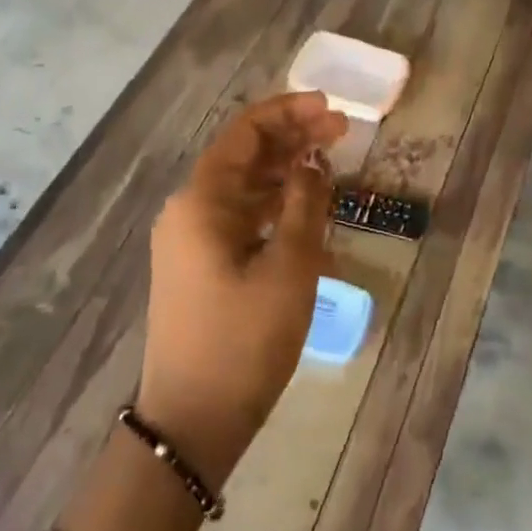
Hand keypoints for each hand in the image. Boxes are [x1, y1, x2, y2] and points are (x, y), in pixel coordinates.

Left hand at [142, 91, 347, 487]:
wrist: (193, 421)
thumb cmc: (244, 339)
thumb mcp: (289, 267)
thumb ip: (304, 205)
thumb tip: (311, 164)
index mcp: (202, 201)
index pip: (246, 133)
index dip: (289, 112)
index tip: (331, 109)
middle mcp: (190, 211)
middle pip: (245, 156)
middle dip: (292, 139)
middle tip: (341, 132)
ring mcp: (193, 240)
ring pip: (245, 188)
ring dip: (286, 172)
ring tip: (330, 164)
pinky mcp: (202, 266)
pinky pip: (241, 219)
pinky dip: (275, 208)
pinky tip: (308, 210)